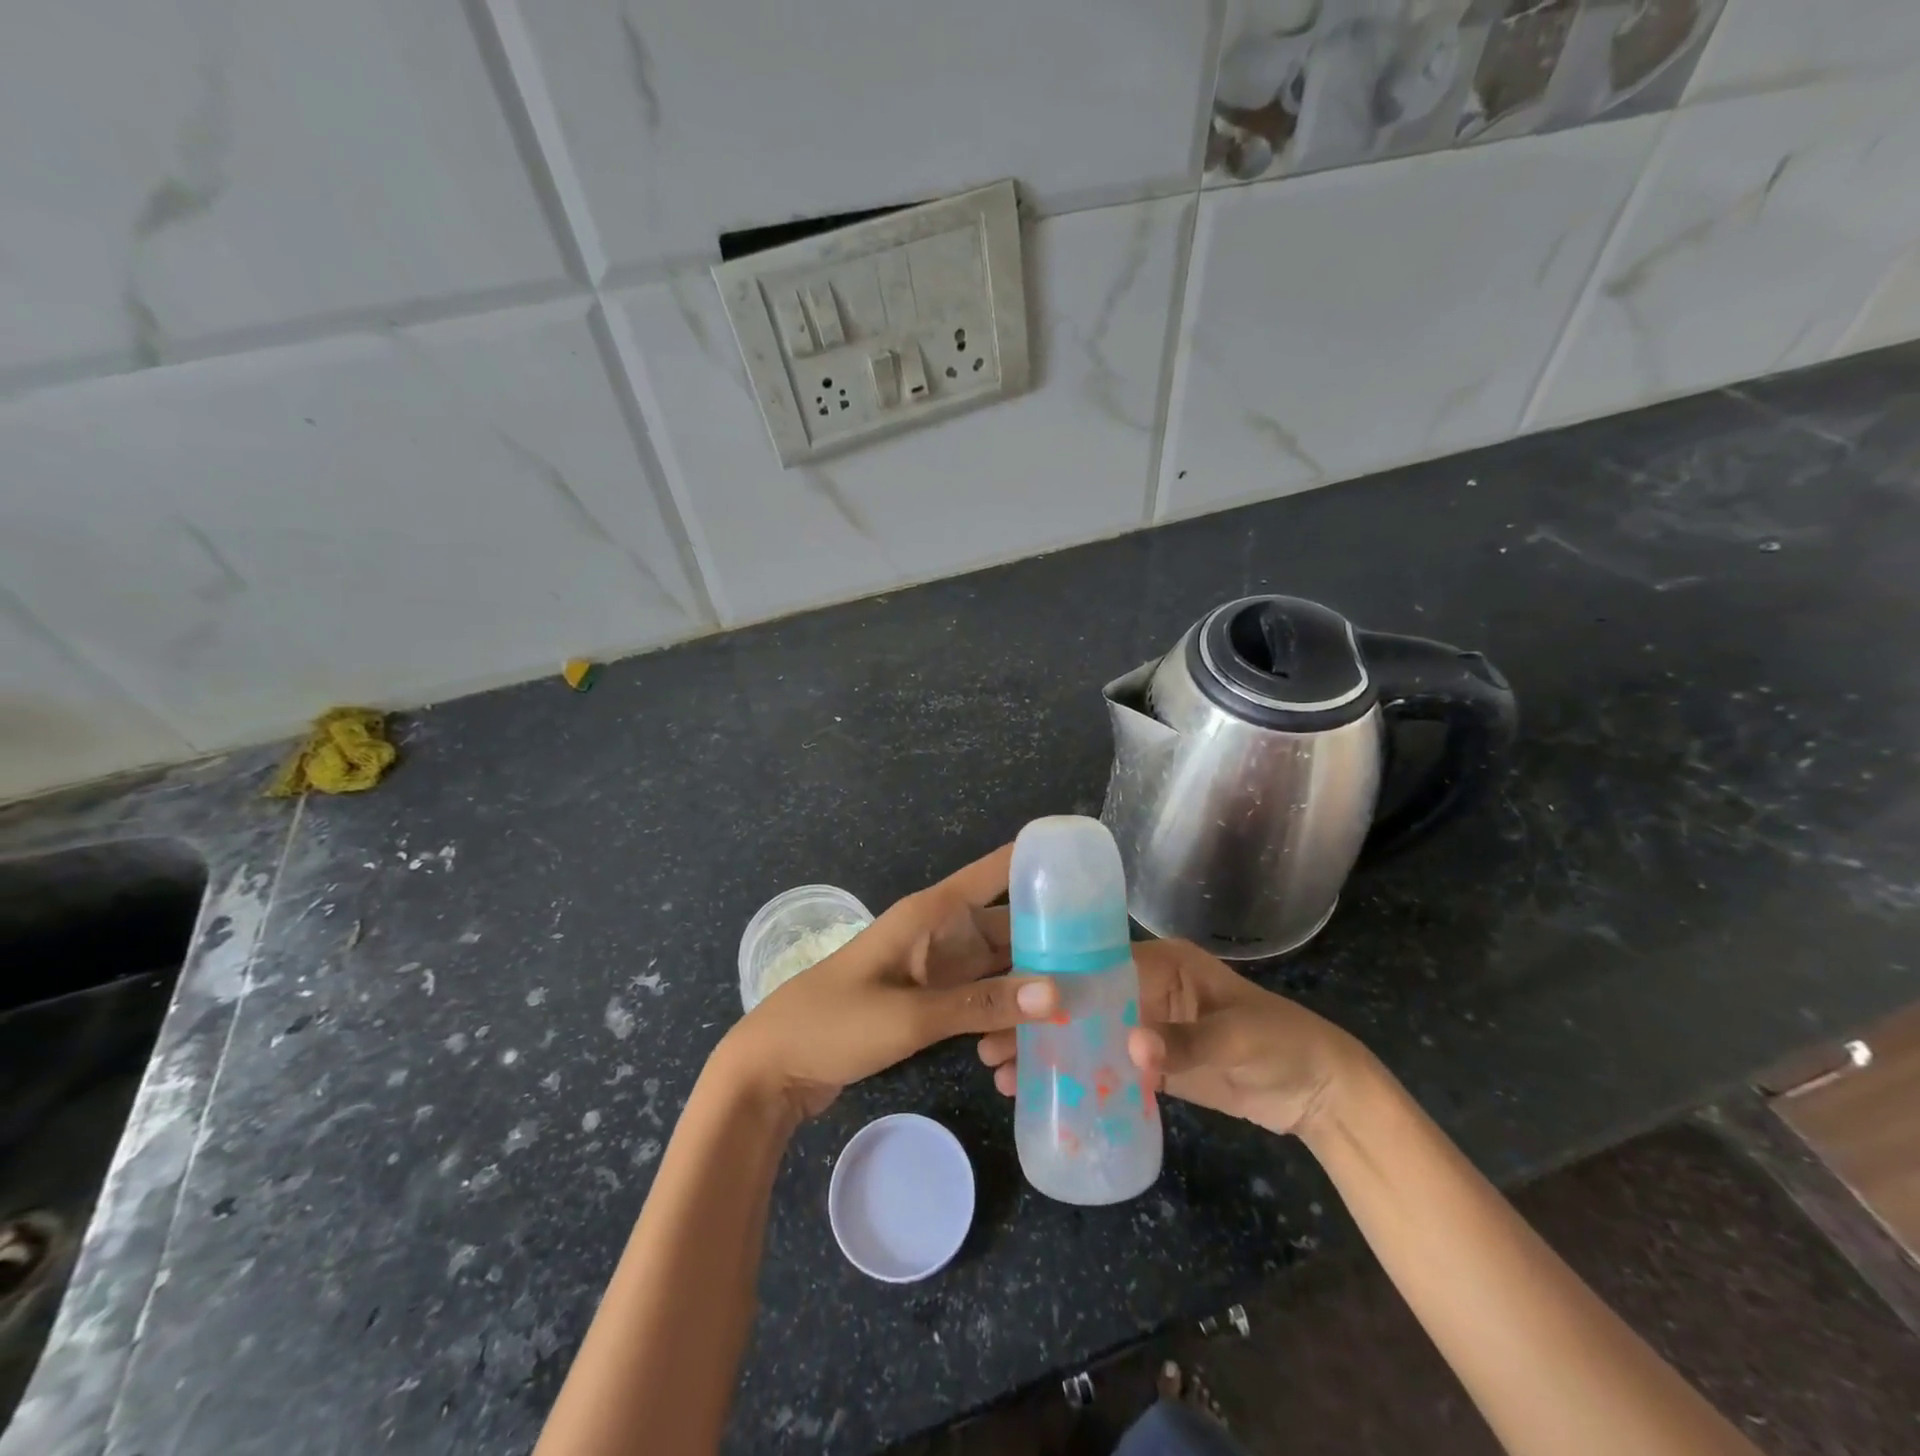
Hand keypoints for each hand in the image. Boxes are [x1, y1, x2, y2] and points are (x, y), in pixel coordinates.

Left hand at [715, 845, 1057, 1116]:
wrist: (774, 1066)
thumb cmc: (834, 1023)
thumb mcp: (909, 1015)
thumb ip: (980, 1005)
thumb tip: (1057, 993)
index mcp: (930, 914)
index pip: (993, 872)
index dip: (1036, 861)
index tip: (1088, 866)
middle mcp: (938, 933)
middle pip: (1006, 923)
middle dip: (1051, 935)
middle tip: (1109, 954)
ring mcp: (934, 968)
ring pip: (997, 963)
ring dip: (1032, 975)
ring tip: (1090, 990)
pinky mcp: (929, 1000)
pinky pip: (979, 995)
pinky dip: (1006, 1006)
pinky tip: (1041, 1025)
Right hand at [977, 938, 1361, 1135]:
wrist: (1321, 1094)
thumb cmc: (1282, 1045)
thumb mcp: (1238, 1039)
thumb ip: (1186, 1044)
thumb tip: (1131, 1049)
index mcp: (1162, 964)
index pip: (1095, 965)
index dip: (1052, 984)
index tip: (1009, 1005)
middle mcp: (1147, 987)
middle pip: (1080, 999)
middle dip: (1036, 1020)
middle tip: (990, 1046)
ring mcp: (1148, 1025)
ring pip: (1085, 1032)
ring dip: (1048, 1050)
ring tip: (1004, 1075)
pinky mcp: (1154, 1062)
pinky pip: (1106, 1064)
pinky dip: (1077, 1076)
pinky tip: (1044, 1093)